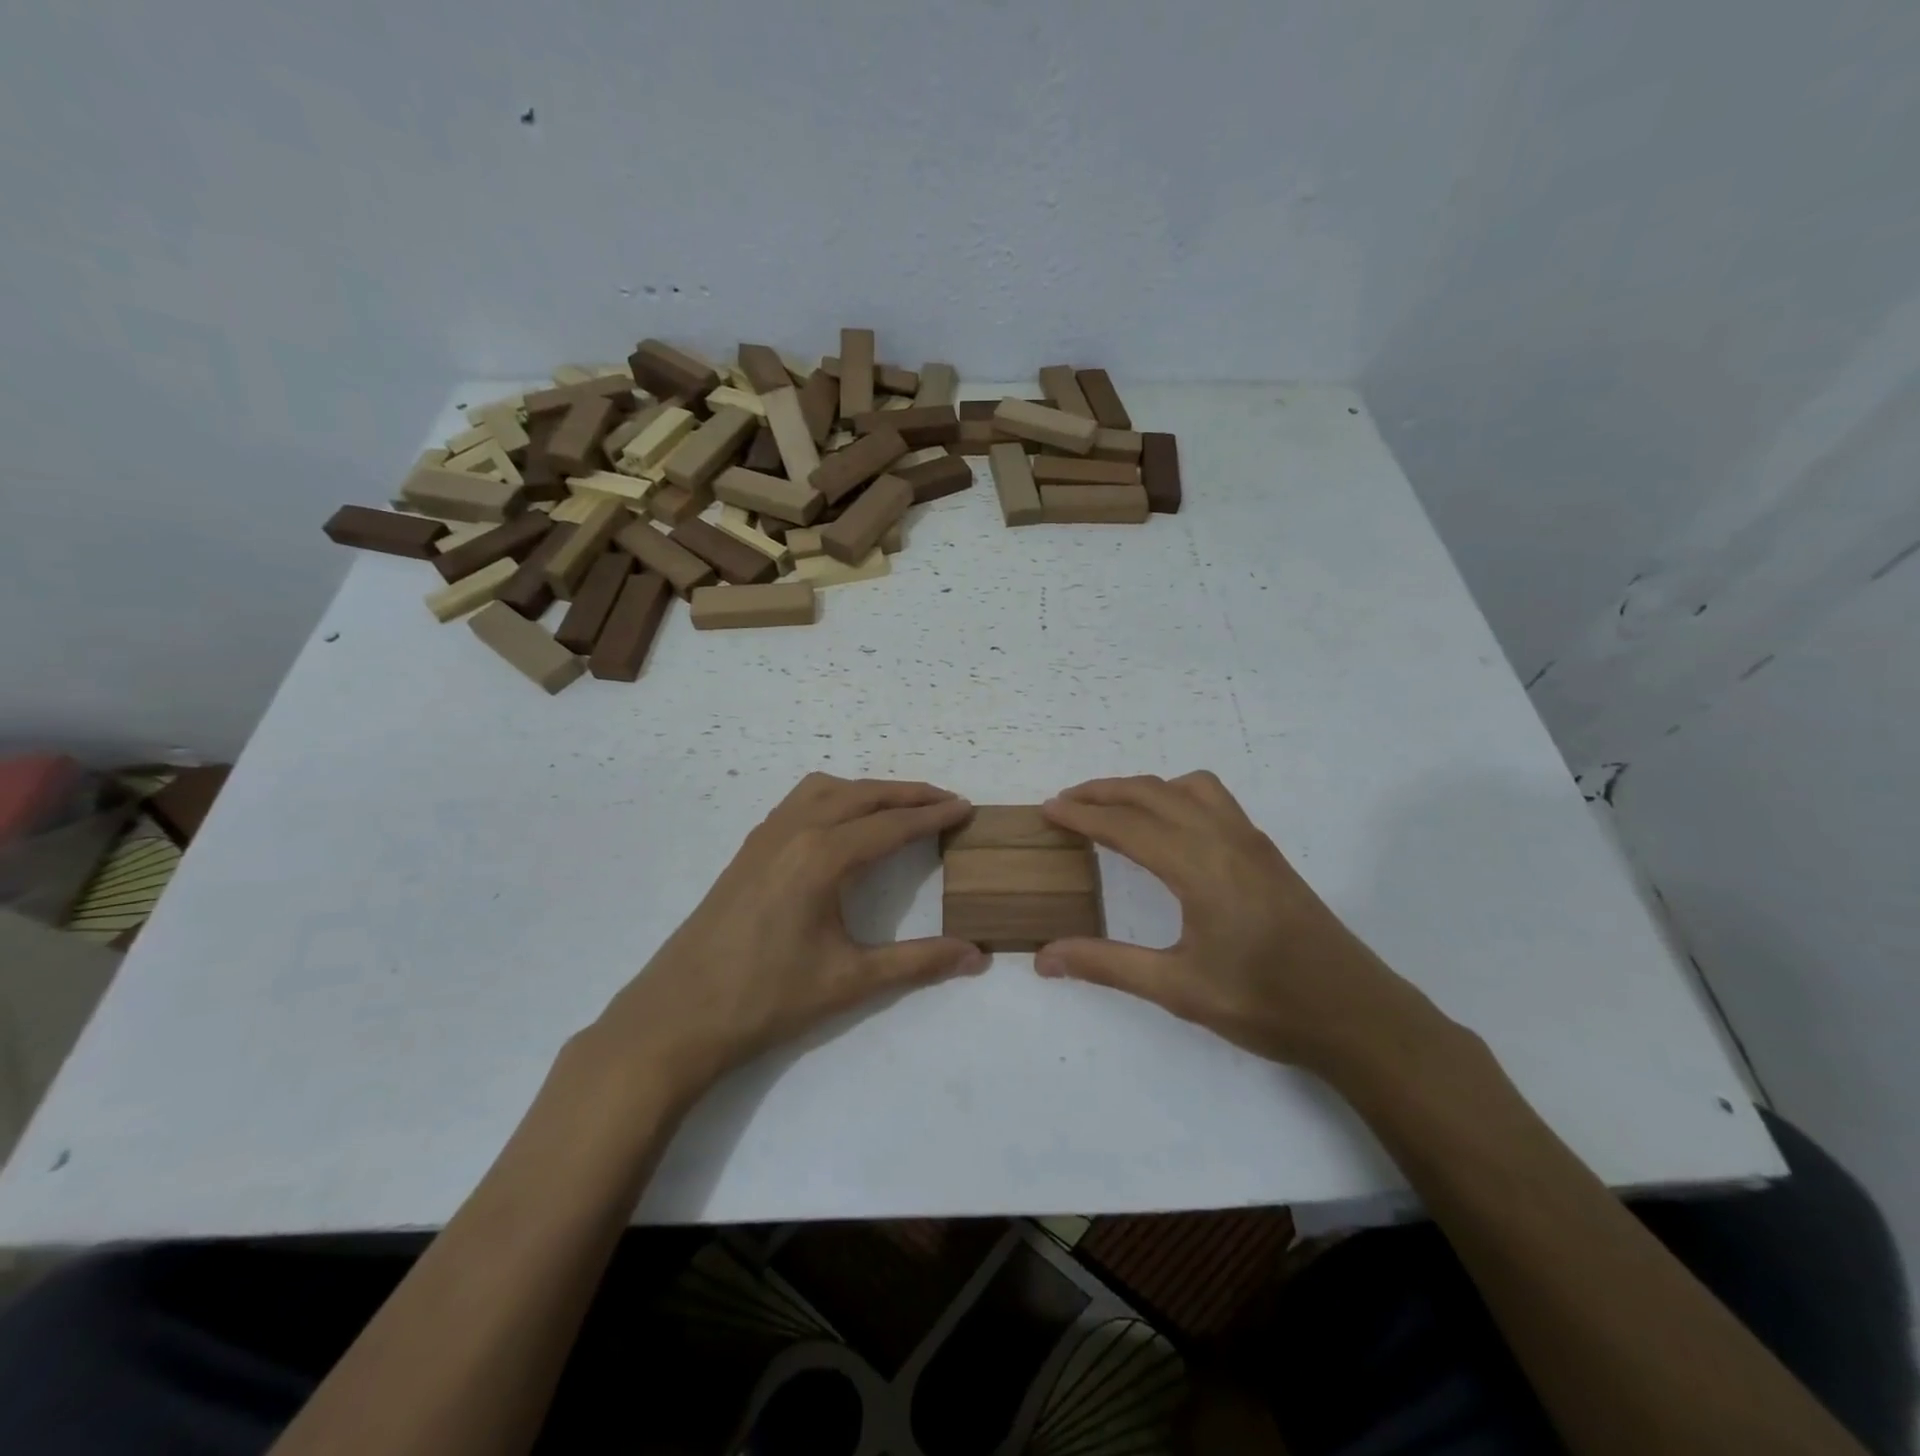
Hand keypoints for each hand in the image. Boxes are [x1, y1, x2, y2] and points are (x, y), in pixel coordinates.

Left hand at [594, 774, 987, 1098]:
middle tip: (946, 801)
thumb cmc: (767, 999)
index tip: (966, 808)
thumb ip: (918, 962)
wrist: (678, 1016)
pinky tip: (842, 823)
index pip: (891, 825)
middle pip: (862, 795)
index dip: (933, 816)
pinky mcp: (749, 848)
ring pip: (828, 789)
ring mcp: (766, 835)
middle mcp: (795, 831)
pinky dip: (835, 796)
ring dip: (869, 790)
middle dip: (908, 794)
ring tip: (900, 806)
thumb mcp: (850, 980)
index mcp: (822, 856)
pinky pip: (800, 800)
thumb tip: (977, 956)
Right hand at [1035, 773, 1450, 1079]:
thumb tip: (1043, 957)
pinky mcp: (1267, 852)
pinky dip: (1176, 796)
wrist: (1357, 1016)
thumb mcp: (1177, 989)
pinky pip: (1214, 800)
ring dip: (1144, 788)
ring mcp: (1251, 841)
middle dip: (1104, 791)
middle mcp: (1224, 838)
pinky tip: (1170, 830)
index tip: (1046, 809)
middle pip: (1153, 793)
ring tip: (1114, 808)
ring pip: (1188, 787)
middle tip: (1066, 803)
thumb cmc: (1265, 1004)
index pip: (1127, 825)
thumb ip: (1107, 965)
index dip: (1082, 815)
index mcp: (1199, 866)